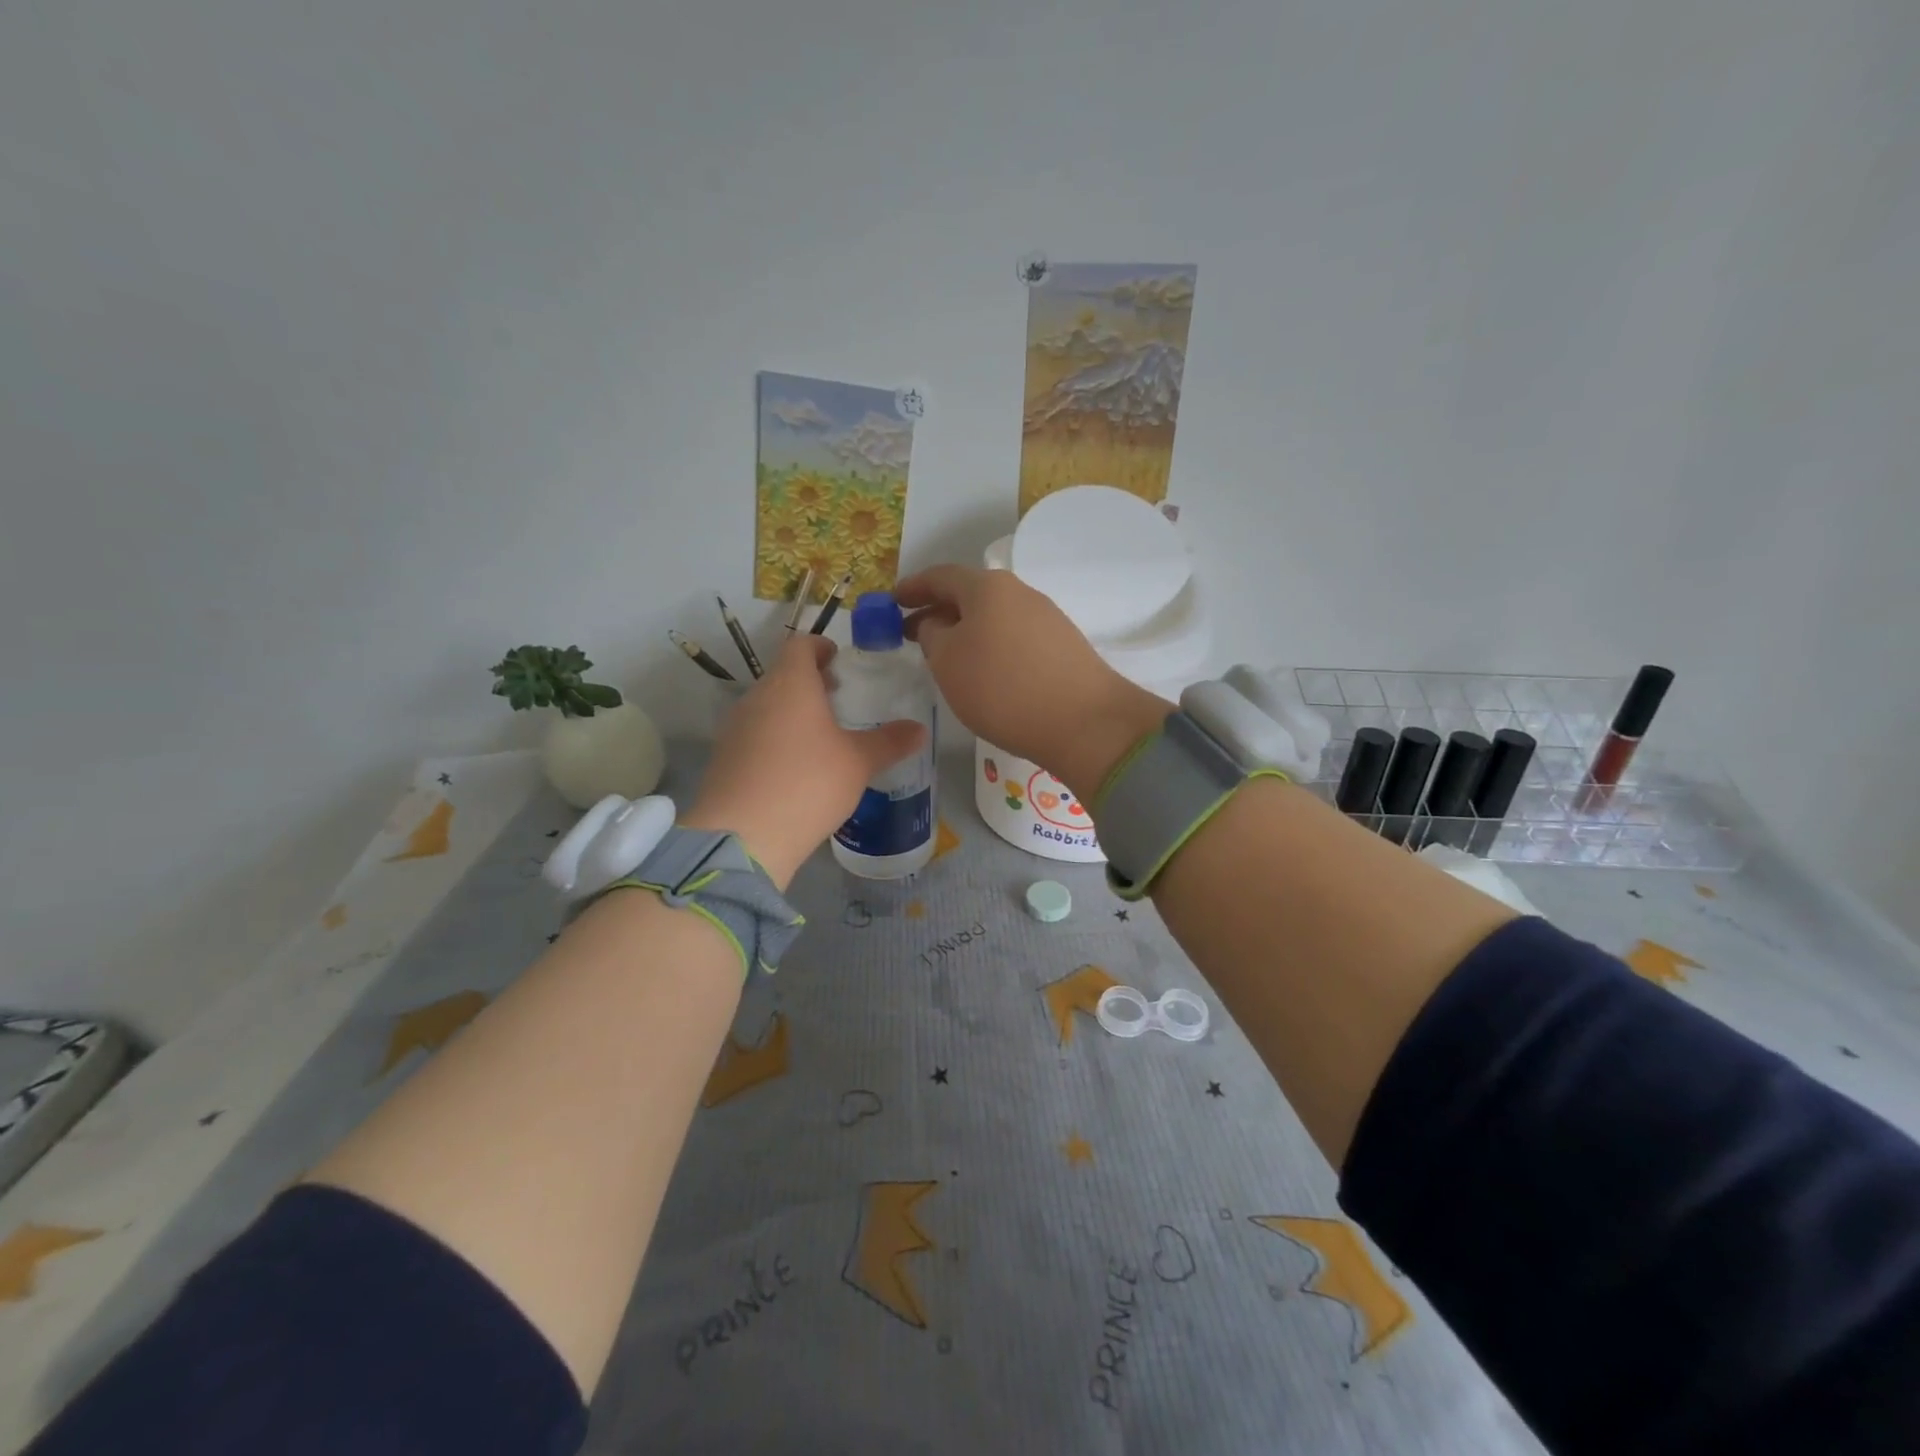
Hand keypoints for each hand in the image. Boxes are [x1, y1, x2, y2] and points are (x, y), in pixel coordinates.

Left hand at [682, 634, 924, 887]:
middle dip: (810, 682)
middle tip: (838, 699)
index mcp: (790, 684)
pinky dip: (775, 739)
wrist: (743, 836)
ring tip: (820, 737)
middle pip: (783, 675)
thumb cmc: (808, 783)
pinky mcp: (725, 758)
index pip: (800, 646)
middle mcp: (757, 697)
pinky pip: (755, 735)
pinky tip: (795, 768)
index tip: (839, 660)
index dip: (820, 647)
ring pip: (767, 706)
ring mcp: (735, 728)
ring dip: (792, 712)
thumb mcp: (859, 763)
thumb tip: (919, 730)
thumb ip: (890, 742)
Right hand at [895, 566, 1167, 798]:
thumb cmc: (1002, 688)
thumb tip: (938, 624)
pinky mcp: (1063, 646)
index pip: (940, 576)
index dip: (913, 588)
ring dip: (965, 631)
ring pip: (993, 617)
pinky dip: (991, 647)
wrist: (1084, 722)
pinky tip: (986, 673)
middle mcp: (1019, 592)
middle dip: (938, 611)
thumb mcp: (947, 662)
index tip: (892, 601)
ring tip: (947, 657)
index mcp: (987, 587)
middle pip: (969, 595)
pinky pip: (1014, 637)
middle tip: (912, 633)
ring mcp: (1046, 618)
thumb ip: (932, 635)